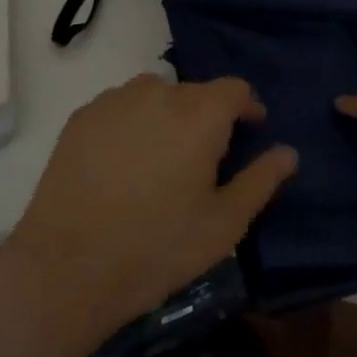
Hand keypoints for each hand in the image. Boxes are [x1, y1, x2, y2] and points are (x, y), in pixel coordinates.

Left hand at [0, 74, 296, 356]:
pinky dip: (132, 122)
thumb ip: (261, 181)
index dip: (248, 107)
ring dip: (168, 115)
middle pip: (195, 92)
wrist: (68, 267)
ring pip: (155, 94)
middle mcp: (157, 92)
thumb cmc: (158, 247)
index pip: (235, 89)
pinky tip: (125, 162)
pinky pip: (120, 106)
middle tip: (206, 158)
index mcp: (199, 114)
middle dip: (208, 116)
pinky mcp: (81, 117)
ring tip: (164, 157)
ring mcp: (114, 101)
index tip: (251, 131)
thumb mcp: (224, 224)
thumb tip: (288, 152)